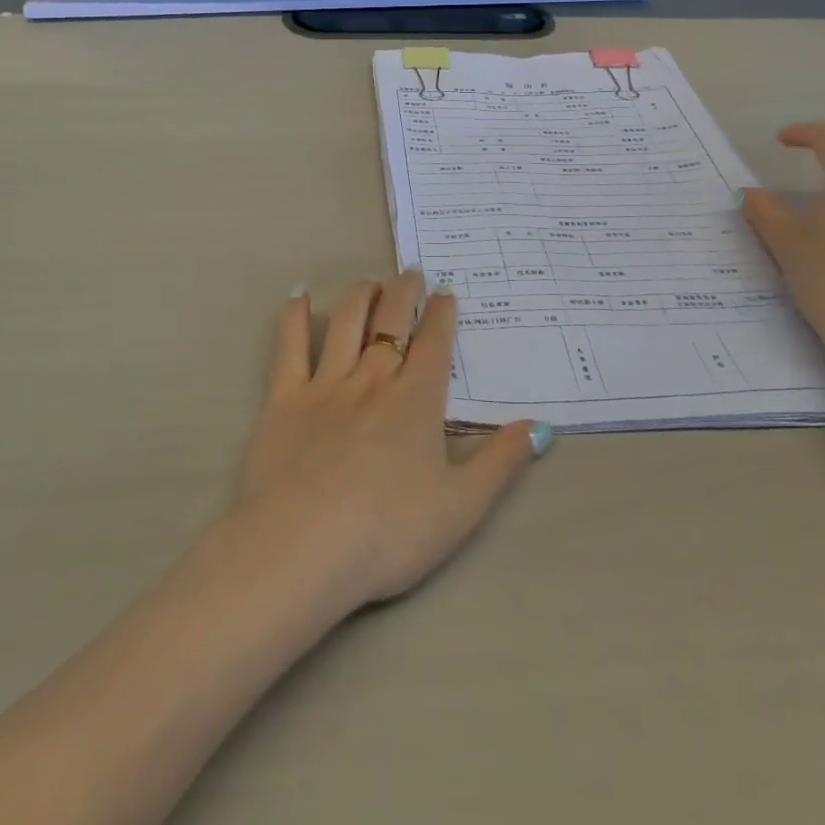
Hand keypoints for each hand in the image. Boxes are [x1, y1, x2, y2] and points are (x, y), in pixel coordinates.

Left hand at [230, 271, 546, 614]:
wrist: (302, 550)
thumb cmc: (388, 534)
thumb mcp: (461, 508)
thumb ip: (501, 463)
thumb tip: (541, 427)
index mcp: (416, 401)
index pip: (434, 342)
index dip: (442, 313)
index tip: (445, 293)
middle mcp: (372, 379)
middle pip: (391, 320)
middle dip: (404, 292)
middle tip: (411, 274)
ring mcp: (325, 385)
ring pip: (346, 322)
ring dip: (361, 296)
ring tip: (371, 285)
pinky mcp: (284, 400)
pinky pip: (289, 347)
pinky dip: (294, 317)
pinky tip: (298, 297)